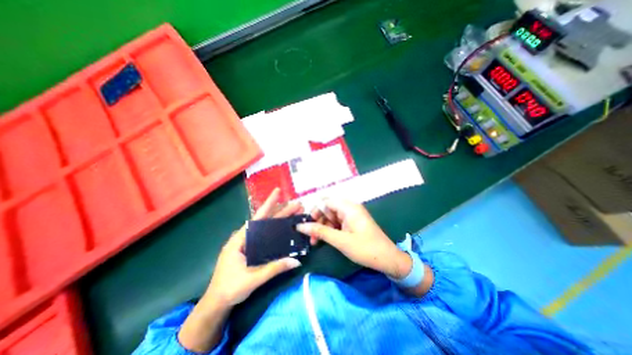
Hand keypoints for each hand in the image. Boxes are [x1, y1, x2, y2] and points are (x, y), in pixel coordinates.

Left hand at [178, 189, 305, 351]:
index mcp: (240, 240)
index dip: (268, 204)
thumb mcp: (253, 279)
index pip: (257, 218)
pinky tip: (284, 229)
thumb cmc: (230, 289)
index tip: (278, 192)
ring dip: (279, 220)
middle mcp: (243, 238)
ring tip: (294, 214)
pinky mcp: (250, 250)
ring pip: (265, 228)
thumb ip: (274, 268)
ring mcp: (247, 243)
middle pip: (264, 221)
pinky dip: (275, 231)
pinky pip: (265, 237)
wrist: (216, 304)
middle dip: (281, 212)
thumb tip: (296, 261)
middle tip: (297, 205)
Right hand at [299, 199, 415, 279]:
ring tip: (315, 241)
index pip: (326, 201)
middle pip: (327, 209)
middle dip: (317, 221)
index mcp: (349, 207)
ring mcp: (350, 216)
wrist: (388, 259)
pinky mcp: (351, 223)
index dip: (315, 210)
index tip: (307, 224)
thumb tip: (300, 226)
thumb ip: (320, 231)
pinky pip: (336, 223)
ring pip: (330, 217)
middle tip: (311, 236)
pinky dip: (329, 230)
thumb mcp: (340, 241)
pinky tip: (323, 240)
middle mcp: (349, 208)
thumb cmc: (365, 248)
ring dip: (322, 227)